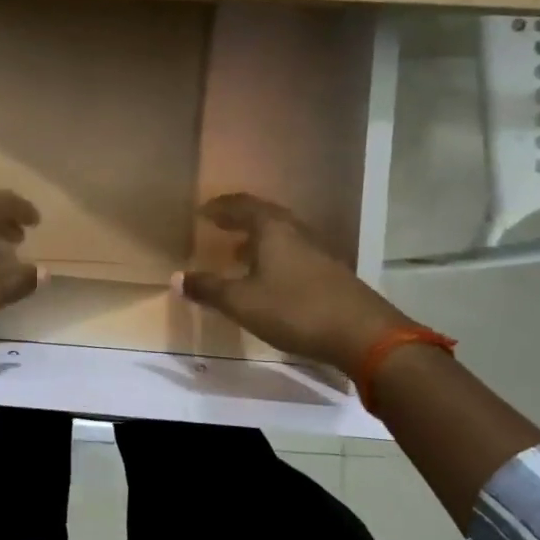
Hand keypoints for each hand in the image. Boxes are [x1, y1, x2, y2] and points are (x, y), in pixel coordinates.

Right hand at [179, 193, 414, 372]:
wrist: (363, 334)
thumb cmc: (295, 310)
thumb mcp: (242, 302)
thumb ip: (209, 289)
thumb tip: (177, 278)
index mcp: (272, 229)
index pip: (242, 206)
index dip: (220, 207)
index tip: (202, 212)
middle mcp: (296, 231)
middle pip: (264, 215)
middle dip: (239, 219)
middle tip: (218, 225)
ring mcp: (317, 251)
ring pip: (281, 234)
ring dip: (257, 239)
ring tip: (237, 252)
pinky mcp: (330, 272)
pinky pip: (293, 252)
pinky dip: (273, 256)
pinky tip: (268, 278)